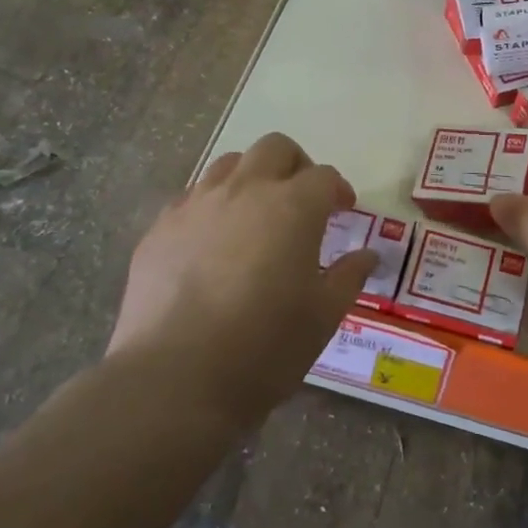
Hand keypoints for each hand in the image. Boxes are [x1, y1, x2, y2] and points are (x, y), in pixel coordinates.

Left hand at [108, 134, 377, 428]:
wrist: (175, 378)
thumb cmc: (264, 347)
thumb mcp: (323, 316)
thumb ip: (348, 276)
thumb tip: (367, 255)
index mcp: (292, 207)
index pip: (323, 176)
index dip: (338, 189)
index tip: (344, 210)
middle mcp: (244, 191)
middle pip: (274, 149)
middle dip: (296, 165)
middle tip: (302, 201)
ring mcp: (196, 205)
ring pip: (228, 164)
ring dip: (251, 178)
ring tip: (255, 216)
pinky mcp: (160, 228)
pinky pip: (192, 197)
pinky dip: (212, 206)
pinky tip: (212, 244)